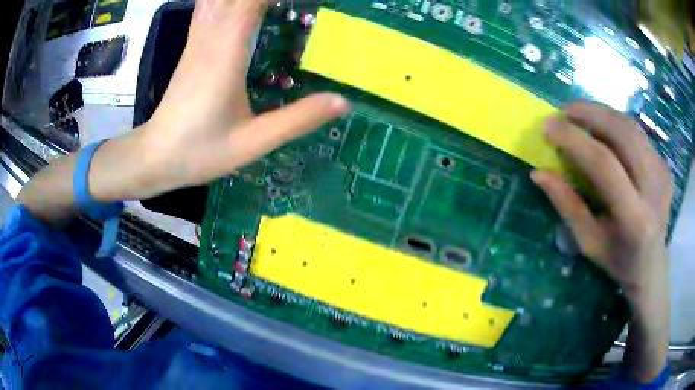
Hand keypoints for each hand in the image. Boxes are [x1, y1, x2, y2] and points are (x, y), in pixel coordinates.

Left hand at [136, 0, 349, 197]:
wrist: (154, 156)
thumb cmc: (198, 152)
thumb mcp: (251, 143)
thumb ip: (296, 120)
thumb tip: (342, 101)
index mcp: (226, 54)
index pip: (252, 1)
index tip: (307, 1)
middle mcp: (210, 38)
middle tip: (291, 4)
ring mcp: (197, 40)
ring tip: (270, 4)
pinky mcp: (192, 46)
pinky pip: (208, 7)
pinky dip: (225, 0)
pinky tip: (238, 5)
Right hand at [531, 101, 671, 381]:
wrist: (653, 266)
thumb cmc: (618, 261)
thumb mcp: (589, 242)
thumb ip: (567, 206)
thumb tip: (539, 173)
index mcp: (635, 219)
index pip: (605, 165)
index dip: (574, 140)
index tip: (549, 126)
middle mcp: (654, 190)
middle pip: (623, 134)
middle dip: (591, 114)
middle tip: (565, 110)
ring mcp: (663, 174)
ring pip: (632, 127)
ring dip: (603, 113)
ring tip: (581, 113)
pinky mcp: (665, 165)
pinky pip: (638, 134)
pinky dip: (617, 124)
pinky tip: (604, 129)